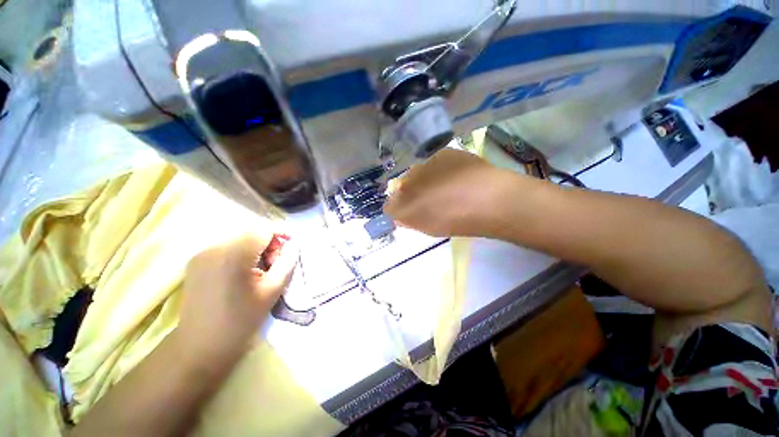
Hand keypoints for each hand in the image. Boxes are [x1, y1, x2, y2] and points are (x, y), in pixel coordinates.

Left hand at [177, 233, 297, 360]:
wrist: (200, 347)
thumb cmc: (240, 321)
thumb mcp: (272, 290)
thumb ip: (287, 262)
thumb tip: (295, 244)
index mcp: (233, 255)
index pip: (264, 229)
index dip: (282, 233)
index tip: (294, 244)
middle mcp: (214, 248)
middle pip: (251, 233)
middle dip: (270, 243)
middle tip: (277, 263)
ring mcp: (201, 254)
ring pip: (240, 240)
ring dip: (257, 249)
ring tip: (263, 270)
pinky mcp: (196, 262)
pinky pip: (227, 248)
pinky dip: (242, 254)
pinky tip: (246, 273)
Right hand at [384, 149, 514, 236]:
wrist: (488, 201)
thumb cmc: (456, 221)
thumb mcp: (429, 228)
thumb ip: (410, 221)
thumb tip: (401, 216)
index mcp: (403, 202)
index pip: (391, 205)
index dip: (400, 209)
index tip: (410, 213)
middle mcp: (407, 180)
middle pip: (402, 186)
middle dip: (411, 192)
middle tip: (429, 199)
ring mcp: (425, 164)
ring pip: (418, 172)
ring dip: (425, 179)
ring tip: (445, 187)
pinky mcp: (443, 153)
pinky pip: (436, 162)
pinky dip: (441, 169)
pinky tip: (456, 176)